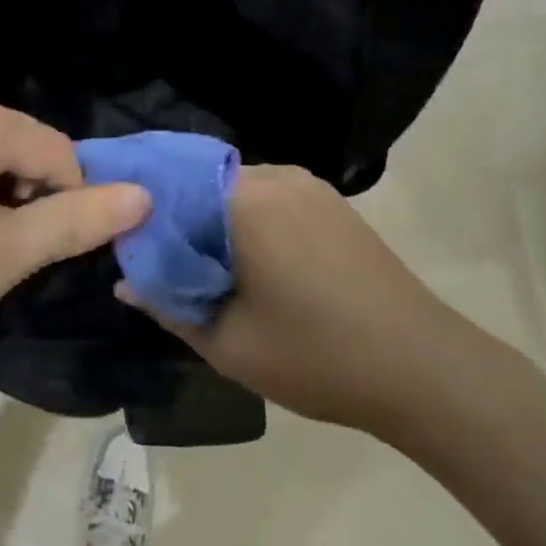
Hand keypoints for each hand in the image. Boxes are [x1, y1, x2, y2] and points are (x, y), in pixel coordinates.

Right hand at [121, 164, 479, 436]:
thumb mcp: (228, 343)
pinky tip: (245, 263)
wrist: (427, 370)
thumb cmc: (318, 356)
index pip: (167, 184)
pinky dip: (243, 222)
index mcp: (243, 199)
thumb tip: (124, 281)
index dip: (137, 210)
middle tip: (153, 261)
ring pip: (232, 191)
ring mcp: (308, 186)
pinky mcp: (331, 204)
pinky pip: (267, 199)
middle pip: (199, 184)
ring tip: (196, 265)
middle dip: (173, 218)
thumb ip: (166, 305)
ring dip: (209, 221)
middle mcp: (274, 176)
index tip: (118, 240)